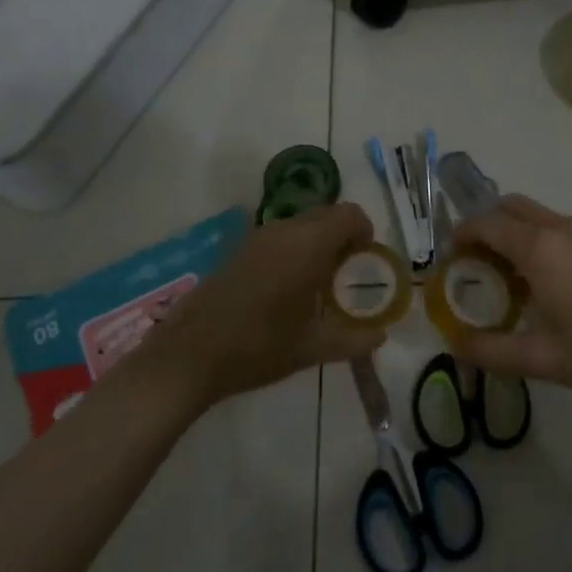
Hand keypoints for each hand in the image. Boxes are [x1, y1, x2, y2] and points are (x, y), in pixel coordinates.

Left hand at [136, 202, 384, 409]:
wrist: (189, 356)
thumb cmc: (258, 348)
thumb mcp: (313, 348)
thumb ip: (354, 339)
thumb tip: (381, 337)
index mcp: (308, 245)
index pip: (349, 214)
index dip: (364, 232)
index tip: (364, 262)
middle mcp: (283, 231)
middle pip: (326, 215)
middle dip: (342, 238)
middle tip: (345, 276)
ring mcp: (255, 238)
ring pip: (300, 225)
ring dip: (316, 244)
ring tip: (317, 286)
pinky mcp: (236, 250)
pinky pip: (277, 237)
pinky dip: (292, 250)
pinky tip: (285, 291)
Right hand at [449, 195, 571, 408]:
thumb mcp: (545, 361)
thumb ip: (491, 350)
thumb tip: (453, 343)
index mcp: (540, 248)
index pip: (484, 224)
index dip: (459, 238)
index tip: (447, 265)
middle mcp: (560, 228)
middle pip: (508, 209)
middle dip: (483, 229)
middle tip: (471, 270)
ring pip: (533, 217)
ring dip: (509, 235)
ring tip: (500, 282)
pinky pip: (555, 229)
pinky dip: (534, 242)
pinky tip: (538, 287)